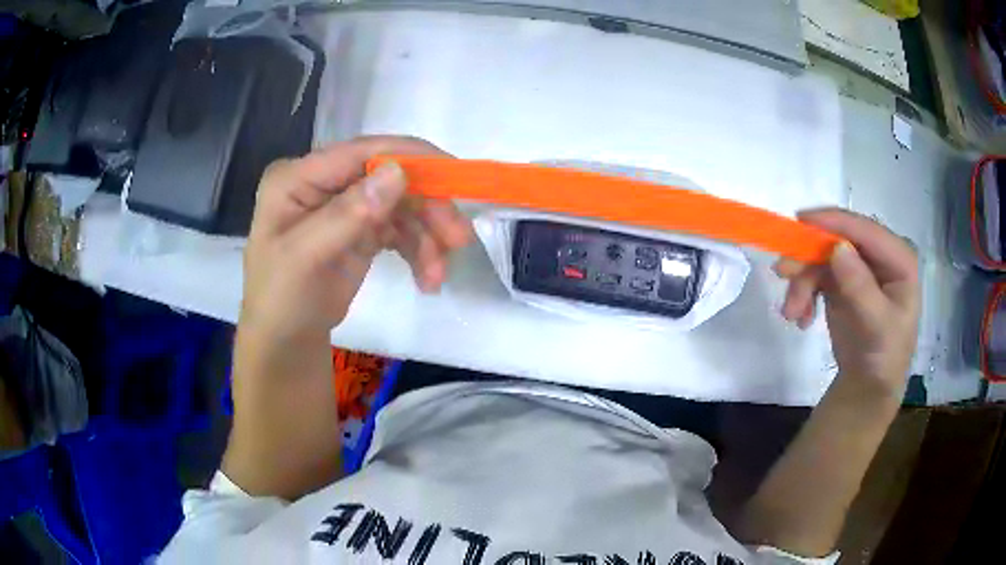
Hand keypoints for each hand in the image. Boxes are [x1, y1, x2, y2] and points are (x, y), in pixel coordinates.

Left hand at [240, 136, 472, 342]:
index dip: (409, 157)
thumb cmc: (281, 300)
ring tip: (439, 274)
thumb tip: (398, 172)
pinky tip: (429, 279)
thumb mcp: (305, 257)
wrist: (286, 342)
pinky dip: (419, 251)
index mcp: (299, 177)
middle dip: (427, 206)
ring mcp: (345, 205)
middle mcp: (324, 182)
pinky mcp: (362, 229)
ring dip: (427, 236)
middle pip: (389, 177)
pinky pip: (400, 230)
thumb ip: (348, 213)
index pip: (360, 152)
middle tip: (459, 238)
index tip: (454, 176)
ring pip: (401, 204)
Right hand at [774, 208, 919, 394]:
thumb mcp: (877, 326)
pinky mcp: (841, 278)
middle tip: (782, 272)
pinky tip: (801, 317)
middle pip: (839, 239)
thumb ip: (860, 288)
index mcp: (899, 259)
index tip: (800, 220)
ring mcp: (858, 265)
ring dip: (802, 281)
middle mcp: (878, 255)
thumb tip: (838, 248)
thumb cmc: (883, 356)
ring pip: (822, 256)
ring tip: (791, 312)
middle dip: (810, 257)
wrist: (868, 384)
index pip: (866, 231)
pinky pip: (815, 273)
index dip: (835, 222)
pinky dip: (803, 293)